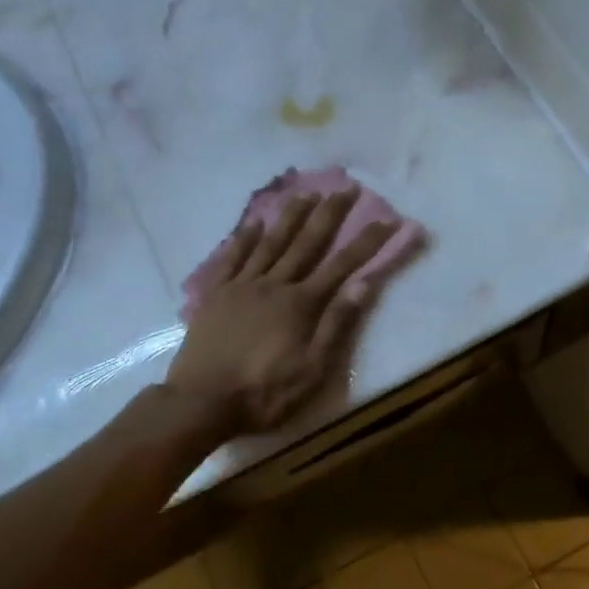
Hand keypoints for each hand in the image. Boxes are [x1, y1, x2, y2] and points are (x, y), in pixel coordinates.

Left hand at [167, 190, 392, 434]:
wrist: (201, 402)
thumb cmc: (264, 392)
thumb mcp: (312, 369)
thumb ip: (336, 325)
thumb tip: (363, 284)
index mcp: (300, 304)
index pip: (342, 266)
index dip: (367, 242)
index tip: (387, 219)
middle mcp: (273, 285)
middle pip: (306, 243)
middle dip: (329, 214)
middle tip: (345, 187)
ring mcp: (241, 286)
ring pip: (270, 242)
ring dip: (290, 216)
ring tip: (305, 192)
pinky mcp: (215, 294)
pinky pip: (231, 258)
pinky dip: (243, 238)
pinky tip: (253, 223)